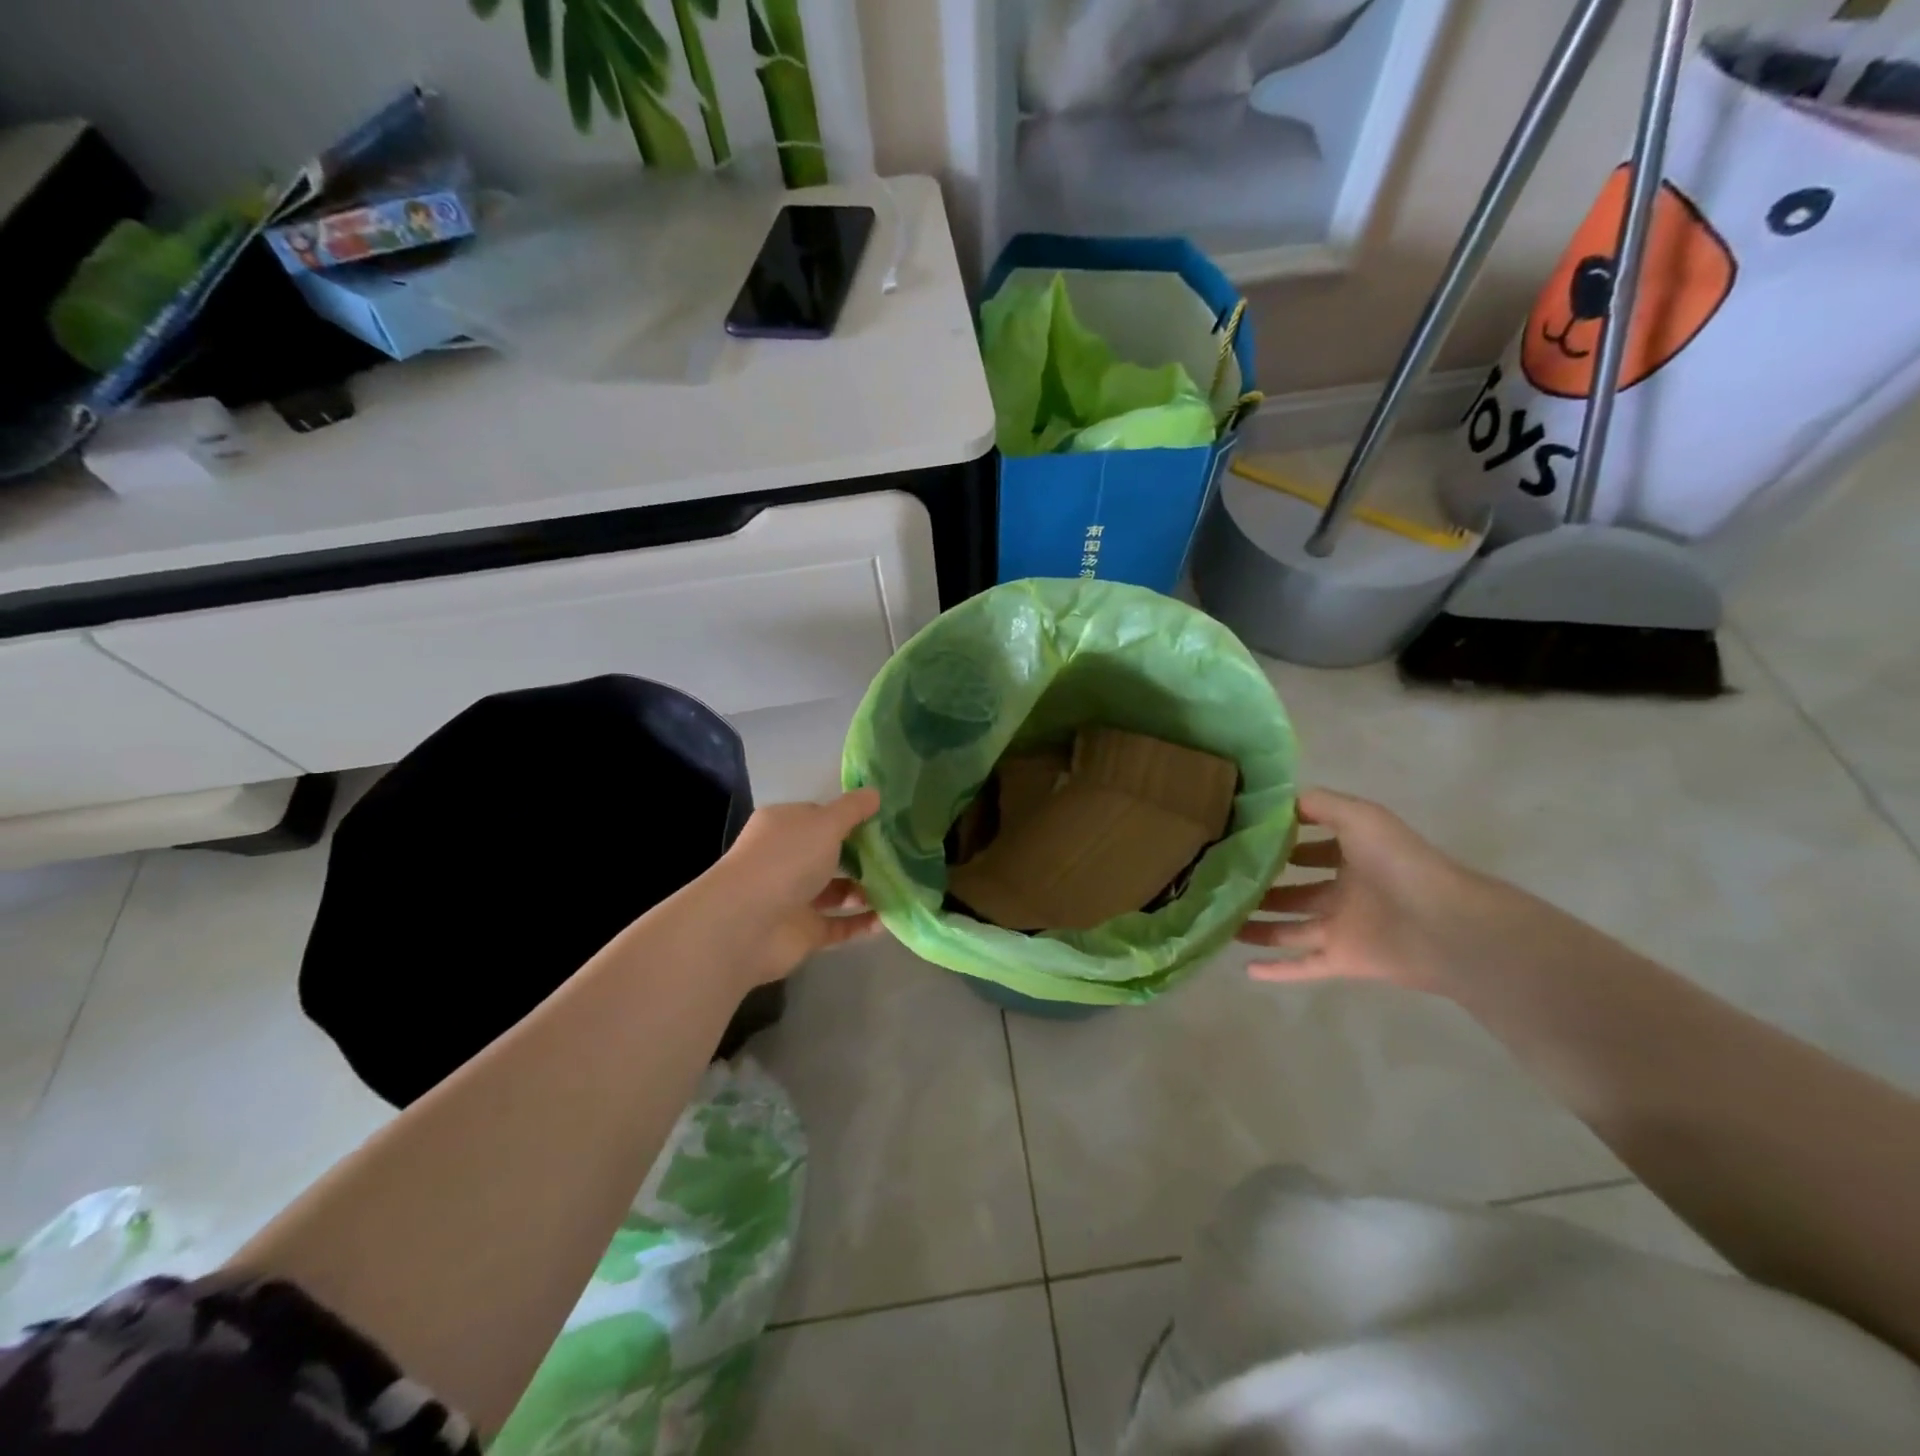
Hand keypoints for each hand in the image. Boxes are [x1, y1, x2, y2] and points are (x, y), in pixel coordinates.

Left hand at [708, 789, 882, 986]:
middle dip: (862, 856)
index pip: (819, 817)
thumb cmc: (786, 860)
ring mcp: (793, 898)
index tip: (884, 822)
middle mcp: (786, 859)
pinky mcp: (803, 932)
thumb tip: (875, 792)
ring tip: (900, 887)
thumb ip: (852, 810)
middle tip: (899, 855)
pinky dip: (861, 923)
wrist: (747, 924)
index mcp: (784, 826)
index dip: (849, 818)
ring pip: (836, 891)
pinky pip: (839, 925)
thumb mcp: (825, 823)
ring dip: (865, 890)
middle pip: (829, 854)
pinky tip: (888, 919)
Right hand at [1235, 788, 1516, 994]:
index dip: (1278, 842)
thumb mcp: (1358, 817)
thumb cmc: (1399, 863)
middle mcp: (1347, 890)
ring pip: (1292, 927)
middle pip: (1296, 889)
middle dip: (1265, 885)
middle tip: (1222, 883)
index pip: (1308, 846)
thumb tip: (1274, 803)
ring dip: (1261, 926)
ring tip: (1223, 921)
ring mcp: (1344, 927)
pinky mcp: (1344, 960)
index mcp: (1353, 855)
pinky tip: (1246, 969)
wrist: (1446, 926)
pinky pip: (1304, 965)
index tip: (1239, 840)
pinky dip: (1278, 970)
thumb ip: (1318, 805)